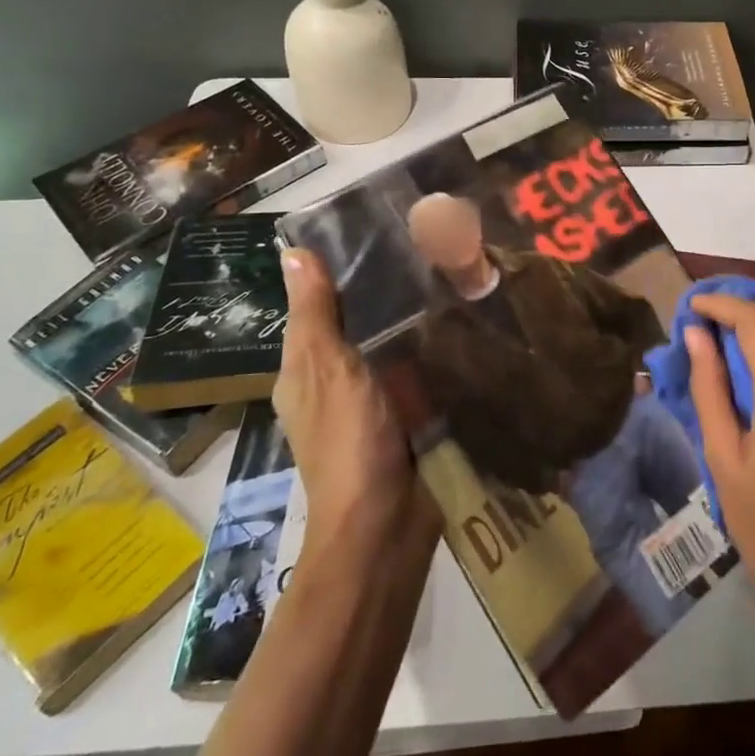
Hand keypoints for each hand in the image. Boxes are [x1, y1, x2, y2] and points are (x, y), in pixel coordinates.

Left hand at [276, 249, 438, 554]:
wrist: (385, 524)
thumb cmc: (349, 441)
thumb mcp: (329, 370)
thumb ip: (316, 314)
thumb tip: (291, 250)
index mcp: (306, 368)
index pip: (319, 304)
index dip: (342, 269)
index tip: (381, 230)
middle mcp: (337, 380)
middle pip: (359, 323)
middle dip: (387, 289)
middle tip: (433, 244)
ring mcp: (375, 400)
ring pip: (393, 344)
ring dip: (415, 317)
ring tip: (455, 269)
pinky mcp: (409, 414)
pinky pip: (419, 370)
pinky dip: (433, 348)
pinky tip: (463, 320)